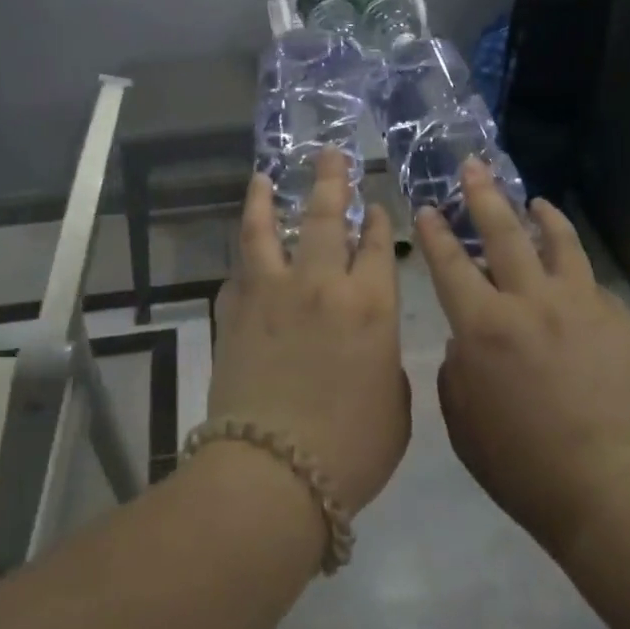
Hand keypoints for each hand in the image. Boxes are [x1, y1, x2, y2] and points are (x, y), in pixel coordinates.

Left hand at [208, 149, 409, 516]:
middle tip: (331, 154)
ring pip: (270, 229)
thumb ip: (386, 364)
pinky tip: (244, 246)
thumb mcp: (395, 409)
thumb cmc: (350, 451)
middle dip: (332, 181)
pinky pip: (239, 270)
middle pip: (328, 218)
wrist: (272, 474)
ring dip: (268, 198)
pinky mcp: (235, 310)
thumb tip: (368, 345)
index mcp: (372, 307)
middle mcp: (323, 286)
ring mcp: (273, 293)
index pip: (379, 247)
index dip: (378, 223)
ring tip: (264, 175)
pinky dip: (243, 255)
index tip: (375, 207)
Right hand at [418, 161, 629, 556]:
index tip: (426, 208)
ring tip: (534, 201)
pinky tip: (572, 275)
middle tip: (472, 167)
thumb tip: (467, 340)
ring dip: (540, 216)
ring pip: (557, 242)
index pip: (450, 264)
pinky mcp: (616, 319)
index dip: (434, 233)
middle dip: (482, 195)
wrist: (613, 491)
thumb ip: (455, 370)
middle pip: (502, 233)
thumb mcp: (463, 424)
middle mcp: (529, 302)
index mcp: (484, 328)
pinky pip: (591, 283)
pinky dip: (574, 270)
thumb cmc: (524, 466)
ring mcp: (579, 305)